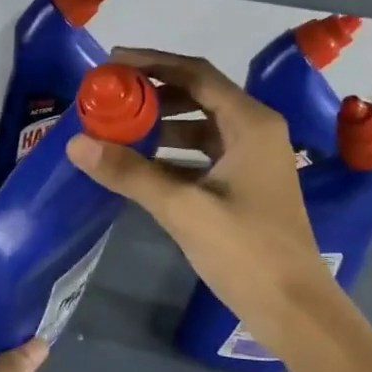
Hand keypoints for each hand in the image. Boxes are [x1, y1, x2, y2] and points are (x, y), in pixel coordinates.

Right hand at [66, 48, 340, 347]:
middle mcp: (255, 131)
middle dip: (153, 94)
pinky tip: (142, 165)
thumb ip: (130, 173)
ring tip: (118, 129)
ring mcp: (253, 159)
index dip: (151, 63)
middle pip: (198, 95)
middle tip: (109, 98)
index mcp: (250, 123)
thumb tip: (77, 144)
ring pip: (201, 126)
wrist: (294, 308)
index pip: (195, 74)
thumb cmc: (245, 251)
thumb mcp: (183, 209)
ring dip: (162, 124)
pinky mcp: (247, 185)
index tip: (110, 63)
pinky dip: (173, 153)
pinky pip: (204, 154)